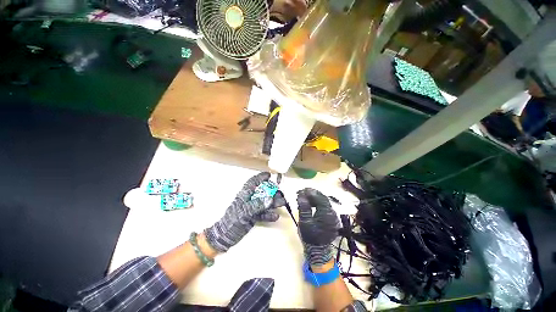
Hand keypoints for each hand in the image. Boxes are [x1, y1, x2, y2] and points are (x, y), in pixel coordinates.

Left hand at [204, 172, 281, 252]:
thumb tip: (270, 199)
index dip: (261, 177)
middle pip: (263, 192)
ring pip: (265, 202)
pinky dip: (270, 214)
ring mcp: (253, 208)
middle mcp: (250, 199)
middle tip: (280, 193)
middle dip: (272, 191)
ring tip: (282, 203)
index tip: (270, 175)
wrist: (225, 237)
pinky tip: (275, 216)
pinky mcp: (254, 216)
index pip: (253, 181)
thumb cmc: (232, 221)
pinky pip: (264, 213)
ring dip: (274, 202)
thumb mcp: (244, 212)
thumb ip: (257, 205)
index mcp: (245, 194)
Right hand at [297, 188, 338, 265]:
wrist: (318, 250)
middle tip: (302, 192)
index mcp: (327, 214)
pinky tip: (310, 203)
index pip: (320, 198)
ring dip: (314, 197)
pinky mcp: (331, 217)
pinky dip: (317, 202)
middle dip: (312, 193)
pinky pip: (324, 206)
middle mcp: (332, 213)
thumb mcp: (304, 222)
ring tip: (304, 196)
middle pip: (323, 198)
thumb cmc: (310, 237)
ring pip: (324, 201)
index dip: (311, 192)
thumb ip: (304, 207)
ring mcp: (333, 215)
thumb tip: (301, 195)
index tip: (302, 190)